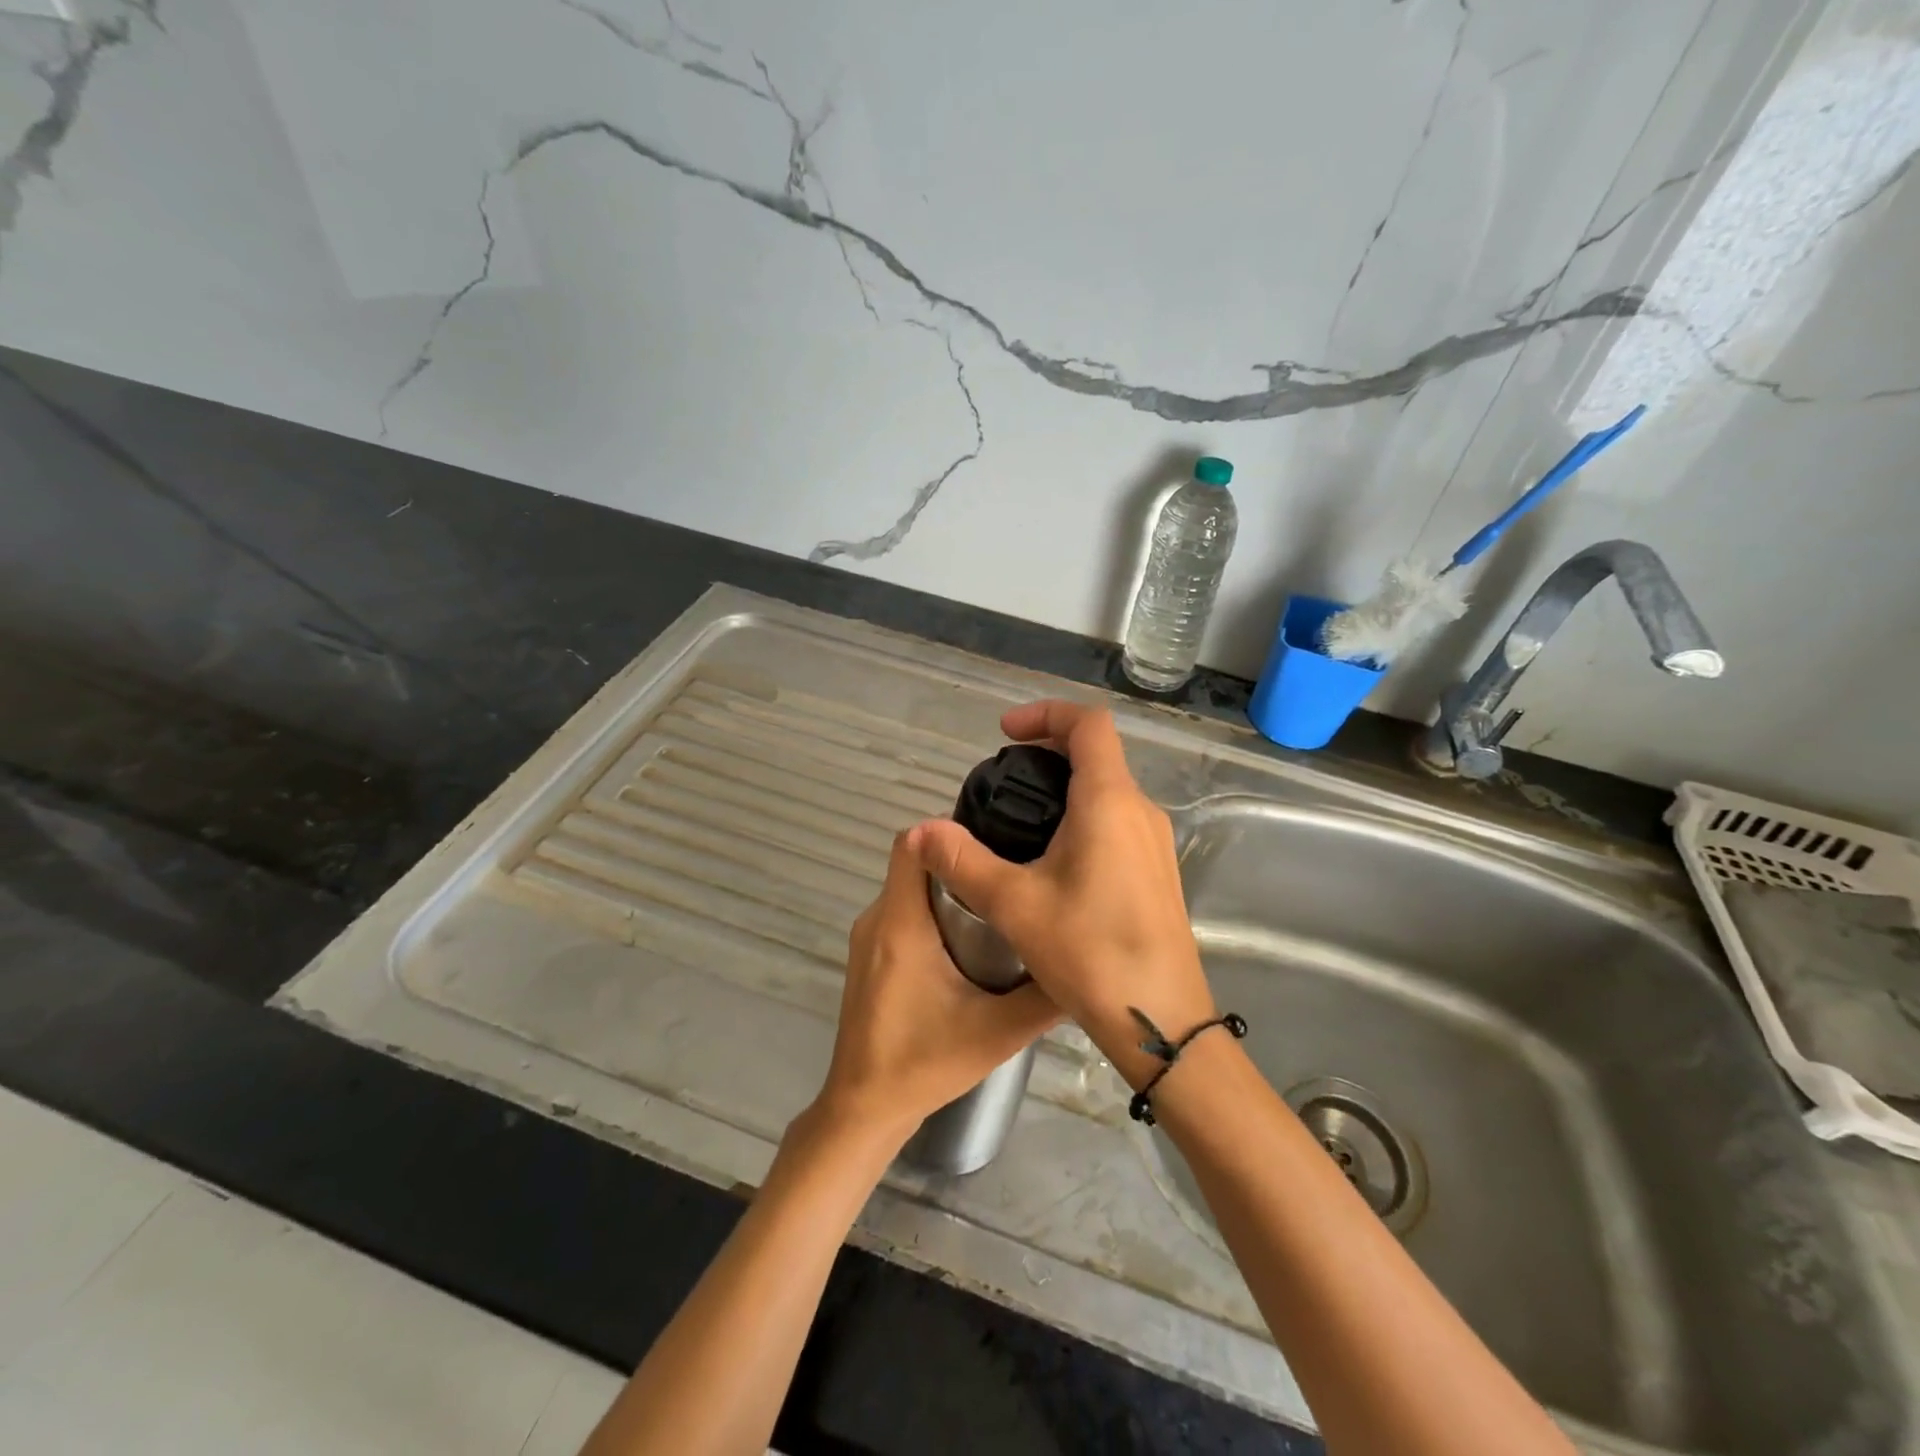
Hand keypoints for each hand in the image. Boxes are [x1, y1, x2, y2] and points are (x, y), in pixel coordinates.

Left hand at [814, 828, 1059, 1143]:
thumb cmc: (924, 1064)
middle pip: (916, 862)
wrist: (864, 1108)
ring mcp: (869, 937)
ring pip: (910, 887)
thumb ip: (1044, 997)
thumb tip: (1086, 962)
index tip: (996, 838)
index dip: (950, 830)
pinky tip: (972, 938)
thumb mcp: (997, 1032)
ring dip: (950, 887)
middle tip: (1012, 872)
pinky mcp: (870, 956)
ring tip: (1002, 901)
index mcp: (901, 924)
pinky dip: (934, 911)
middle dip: (962, 861)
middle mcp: (878, 919)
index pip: (911, 842)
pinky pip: (903, 911)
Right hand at [913, 700, 1215, 1087]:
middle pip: (1098, 753)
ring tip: (1019, 818)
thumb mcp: (1014, 904)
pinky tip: (1051, 859)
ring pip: (1109, 789)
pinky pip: (1117, 820)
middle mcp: (1140, 810)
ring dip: (1066, 786)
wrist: (1160, 1019)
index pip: (1088, 724)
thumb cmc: (1090, 952)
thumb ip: (963, 861)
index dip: (1045, 714)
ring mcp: (1155, 841)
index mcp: (1109, 801)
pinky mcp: (1157, 870)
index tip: (1005, 733)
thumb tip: (919, 831)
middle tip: (1003, 775)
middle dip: (1048, 750)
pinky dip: (1083, 815)